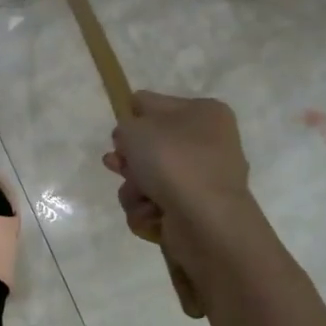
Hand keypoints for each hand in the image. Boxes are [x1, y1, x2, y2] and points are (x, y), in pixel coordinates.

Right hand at [102, 91, 251, 231]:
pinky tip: (151, 213)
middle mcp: (208, 144)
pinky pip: (157, 203)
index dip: (131, 118)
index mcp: (204, 113)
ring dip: (134, 187)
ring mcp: (202, 180)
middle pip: (151, 145)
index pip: (154, 104)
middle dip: (129, 159)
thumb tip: (130, 140)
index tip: (119, 135)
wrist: (206, 221)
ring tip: (140, 196)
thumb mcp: (136, 128)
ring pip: (149, 177)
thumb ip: (125, 125)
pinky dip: (147, 209)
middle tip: (117, 165)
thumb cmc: (173, 161)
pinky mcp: (194, 212)